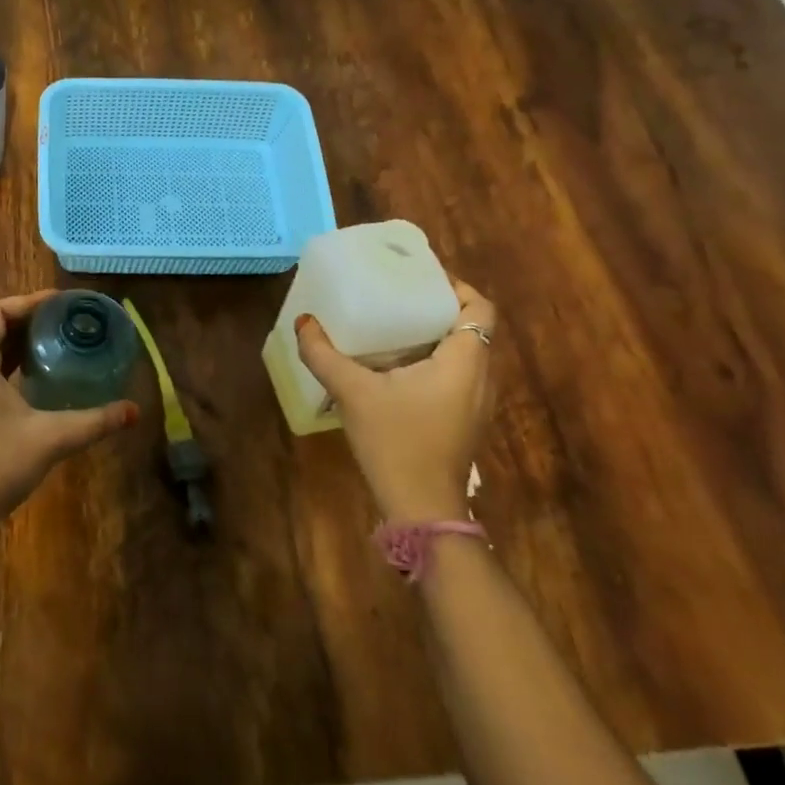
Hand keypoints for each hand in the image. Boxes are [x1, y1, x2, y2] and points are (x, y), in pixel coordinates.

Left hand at [0, 291, 139, 555]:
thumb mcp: (49, 439)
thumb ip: (93, 421)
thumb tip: (133, 411)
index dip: (28, 302)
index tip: (62, 304)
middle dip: (25, 322)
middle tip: (64, 324)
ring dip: (13, 345)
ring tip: (53, 347)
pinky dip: (2, 367)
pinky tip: (30, 383)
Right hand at [295, 281, 497, 521]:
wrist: (422, 507)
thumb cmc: (396, 442)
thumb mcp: (353, 393)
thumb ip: (324, 355)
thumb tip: (303, 321)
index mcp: (464, 361)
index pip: (480, 308)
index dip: (457, 286)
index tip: (421, 278)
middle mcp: (480, 377)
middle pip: (471, 328)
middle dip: (439, 308)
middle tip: (399, 297)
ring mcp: (476, 402)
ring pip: (465, 354)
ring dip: (436, 336)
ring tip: (395, 326)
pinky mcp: (465, 421)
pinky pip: (457, 375)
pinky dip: (435, 361)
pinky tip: (397, 369)